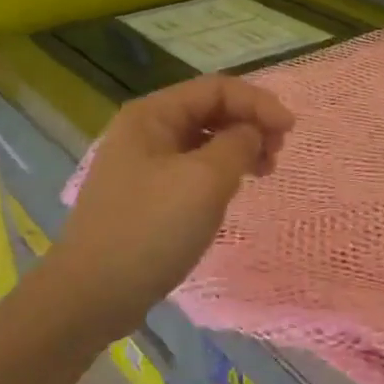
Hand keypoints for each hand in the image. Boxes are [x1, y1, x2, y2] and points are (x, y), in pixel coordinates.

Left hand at [46, 75, 294, 334]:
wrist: (92, 294)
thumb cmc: (151, 229)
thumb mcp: (204, 181)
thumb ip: (237, 144)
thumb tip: (251, 132)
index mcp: (152, 115)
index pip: (217, 88)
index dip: (259, 102)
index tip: (291, 130)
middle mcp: (145, 130)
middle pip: (210, 110)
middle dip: (250, 124)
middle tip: (278, 152)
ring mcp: (144, 164)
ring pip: (204, 140)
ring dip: (240, 148)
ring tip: (265, 171)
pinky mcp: (148, 194)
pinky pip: (194, 168)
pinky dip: (222, 172)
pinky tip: (234, 190)